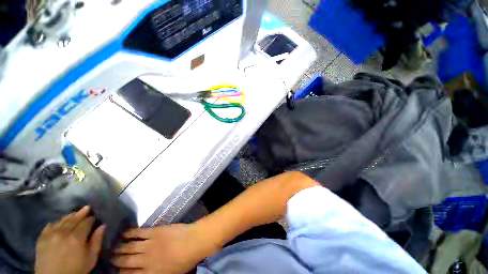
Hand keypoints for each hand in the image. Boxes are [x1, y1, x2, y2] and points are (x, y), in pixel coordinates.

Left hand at [35, 206, 105, 273]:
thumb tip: (103, 226)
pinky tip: (59, 222)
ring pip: (62, 220)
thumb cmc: (76, 269)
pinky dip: (56, 222)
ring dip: (70, 216)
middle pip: (74, 219)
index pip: (87, 222)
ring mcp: (51, 234)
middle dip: (82, 213)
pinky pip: (50, 225)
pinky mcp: (42, 237)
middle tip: (87, 207)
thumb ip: (97, 241)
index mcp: (77, 237)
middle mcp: (63, 232)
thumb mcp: (91, 258)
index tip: (95, 218)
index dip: (92, 219)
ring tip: (75, 213)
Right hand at [112, 224, 216, 273]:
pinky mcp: (154, 232)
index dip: (120, 273)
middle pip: (125, 262)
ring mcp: (149, 245)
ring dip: (119, 248)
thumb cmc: (185, 260)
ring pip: (128, 247)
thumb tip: (142, 273)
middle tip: (110, 258)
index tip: (115, 270)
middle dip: (116, 260)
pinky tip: (123, 233)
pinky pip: (138, 233)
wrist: (194, 241)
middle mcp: (145, 261)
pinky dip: (129, 233)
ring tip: (113, 247)